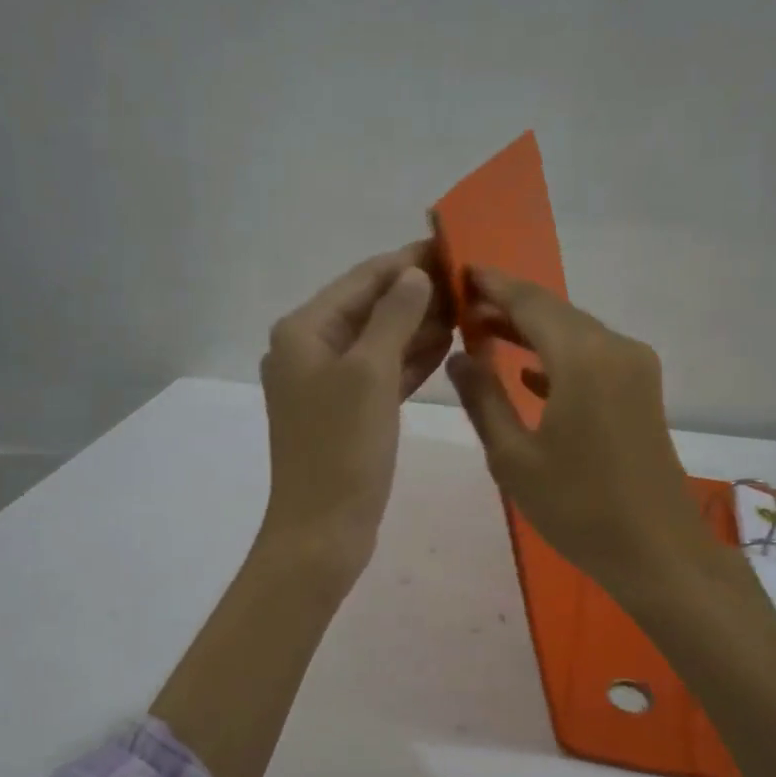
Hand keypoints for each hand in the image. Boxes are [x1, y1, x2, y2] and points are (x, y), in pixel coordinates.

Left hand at [259, 242, 451, 578]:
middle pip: (370, 308)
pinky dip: (411, 361)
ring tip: (469, 310)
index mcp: (304, 331)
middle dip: (418, 294)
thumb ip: (394, 317)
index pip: (363, 280)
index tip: (453, 246)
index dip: (407, 261)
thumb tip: (414, 274)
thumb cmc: (342, 449)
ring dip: (419, 326)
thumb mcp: (370, 374)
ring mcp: (328, 385)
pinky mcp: (347, 414)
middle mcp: (310, 350)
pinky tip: (448, 348)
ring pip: (380, 342)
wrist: (323, 530)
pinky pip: (383, 374)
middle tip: (471, 283)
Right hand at [446, 268, 713, 598]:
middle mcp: (615, 348)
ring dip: (532, 332)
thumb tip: (460, 356)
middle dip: (509, 306)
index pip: (530, 302)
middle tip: (463, 307)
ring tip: (484, 334)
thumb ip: (483, 399)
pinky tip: (529, 373)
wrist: (656, 550)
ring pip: (575, 333)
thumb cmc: (577, 508)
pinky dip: (558, 358)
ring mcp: (635, 369)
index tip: (458, 271)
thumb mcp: (514, 457)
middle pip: (555, 312)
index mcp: (583, 358)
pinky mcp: (642, 391)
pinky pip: (593, 359)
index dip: (492, 285)